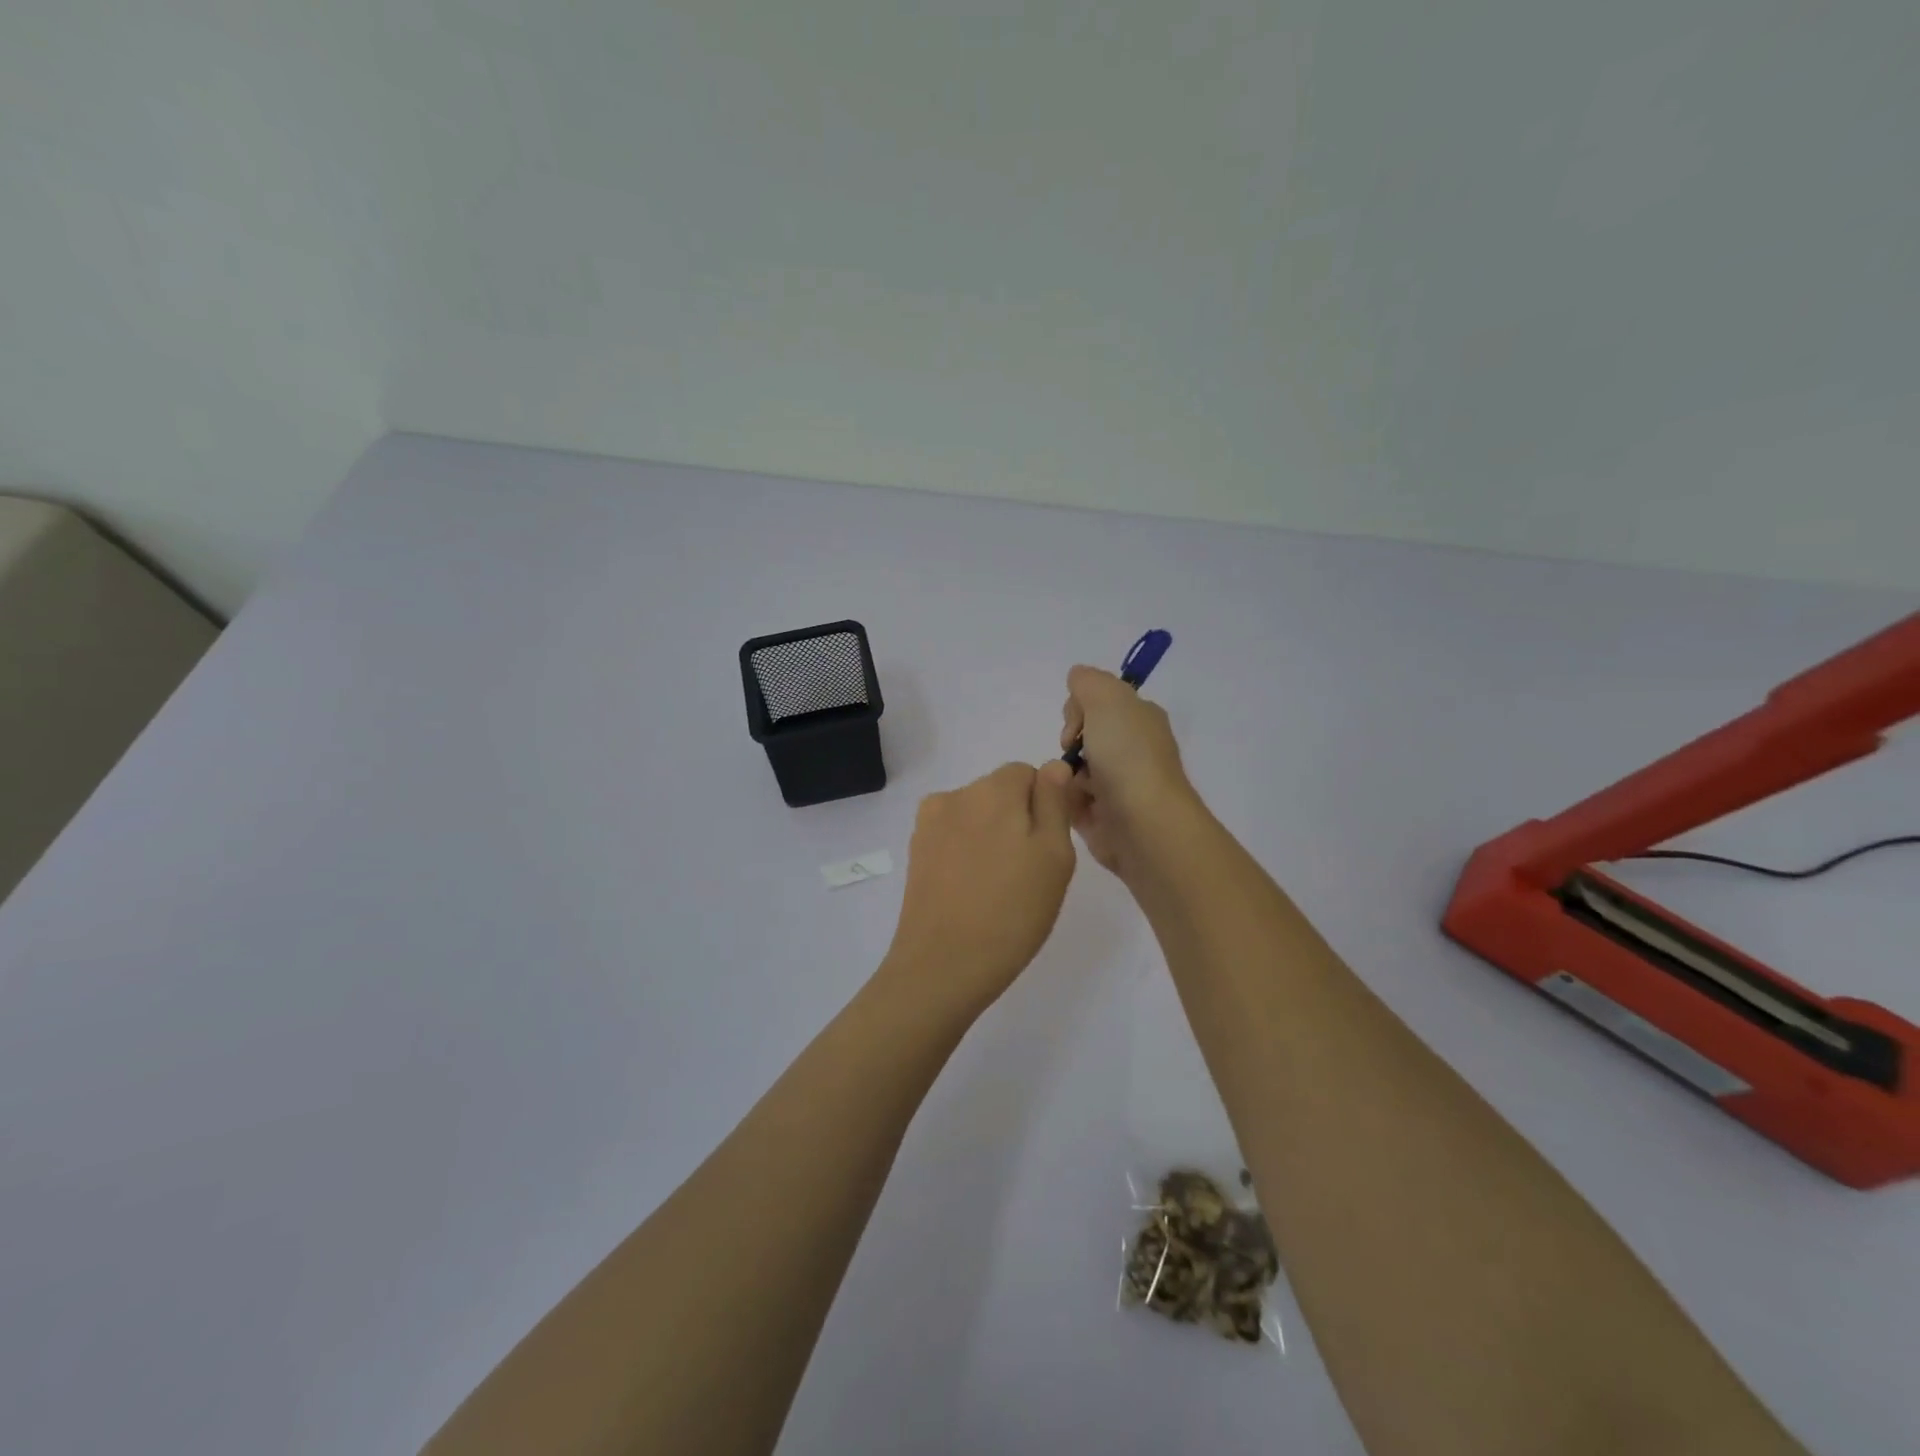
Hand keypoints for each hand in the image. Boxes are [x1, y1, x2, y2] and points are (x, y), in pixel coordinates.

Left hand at [879, 761, 1077, 1015]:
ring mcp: (929, 824)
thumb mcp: (1054, 856)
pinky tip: (972, 890)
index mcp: (993, 789)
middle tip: (1028, 872)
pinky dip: (967, 853)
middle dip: (1017, 819)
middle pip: (999, 792)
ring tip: (998, 885)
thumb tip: (1053, 766)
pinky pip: (953, 837)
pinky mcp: (916, 852)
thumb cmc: (1012, 911)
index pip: (1028, 774)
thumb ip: (1055, 803)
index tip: (1050, 846)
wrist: (943, 965)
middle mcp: (956, 795)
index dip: (1045, 804)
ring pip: (975, 816)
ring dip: (991, 836)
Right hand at [1059, 665, 1197, 878]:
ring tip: (1069, 786)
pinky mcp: (1104, 818)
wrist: (1143, 823)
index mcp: (1140, 720)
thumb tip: (1077, 679)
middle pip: (1083, 736)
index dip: (1079, 708)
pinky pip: (1071, 802)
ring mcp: (1119, 786)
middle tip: (1071, 754)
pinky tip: (1069, 805)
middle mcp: (1133, 750)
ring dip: (1063, 774)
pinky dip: (1066, 801)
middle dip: (1069, 743)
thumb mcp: (1107, 698)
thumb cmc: (1127, 756)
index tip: (1077, 723)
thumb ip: (1087, 681)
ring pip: (1073, 770)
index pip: (1100, 702)